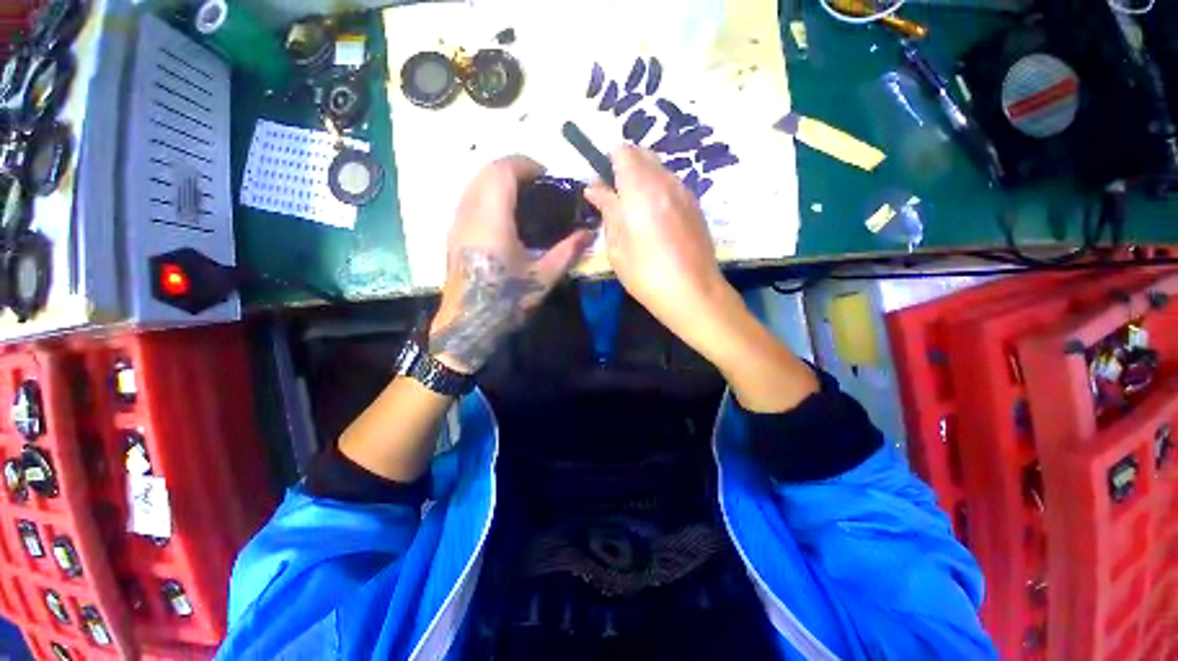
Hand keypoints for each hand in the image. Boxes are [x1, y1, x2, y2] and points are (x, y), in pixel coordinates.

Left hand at [429, 156, 593, 373]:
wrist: (469, 324)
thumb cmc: (506, 300)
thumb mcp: (542, 278)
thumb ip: (567, 252)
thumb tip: (589, 233)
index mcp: (492, 219)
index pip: (502, 171)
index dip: (525, 164)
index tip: (546, 174)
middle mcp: (469, 213)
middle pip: (486, 170)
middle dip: (513, 168)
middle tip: (538, 184)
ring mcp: (456, 222)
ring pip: (474, 182)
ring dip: (498, 179)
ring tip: (523, 196)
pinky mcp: (453, 233)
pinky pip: (469, 198)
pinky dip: (487, 192)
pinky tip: (504, 214)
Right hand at [585, 146, 817, 409]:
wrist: (694, 294)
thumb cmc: (647, 276)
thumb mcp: (617, 247)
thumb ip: (608, 211)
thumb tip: (595, 187)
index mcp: (641, 190)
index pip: (623, 152)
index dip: (609, 163)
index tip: (603, 186)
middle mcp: (665, 182)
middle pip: (643, 155)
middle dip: (625, 169)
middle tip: (617, 201)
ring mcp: (685, 192)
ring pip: (659, 169)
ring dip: (643, 180)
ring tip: (636, 213)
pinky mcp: (696, 205)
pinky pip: (672, 185)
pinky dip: (659, 191)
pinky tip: (656, 220)